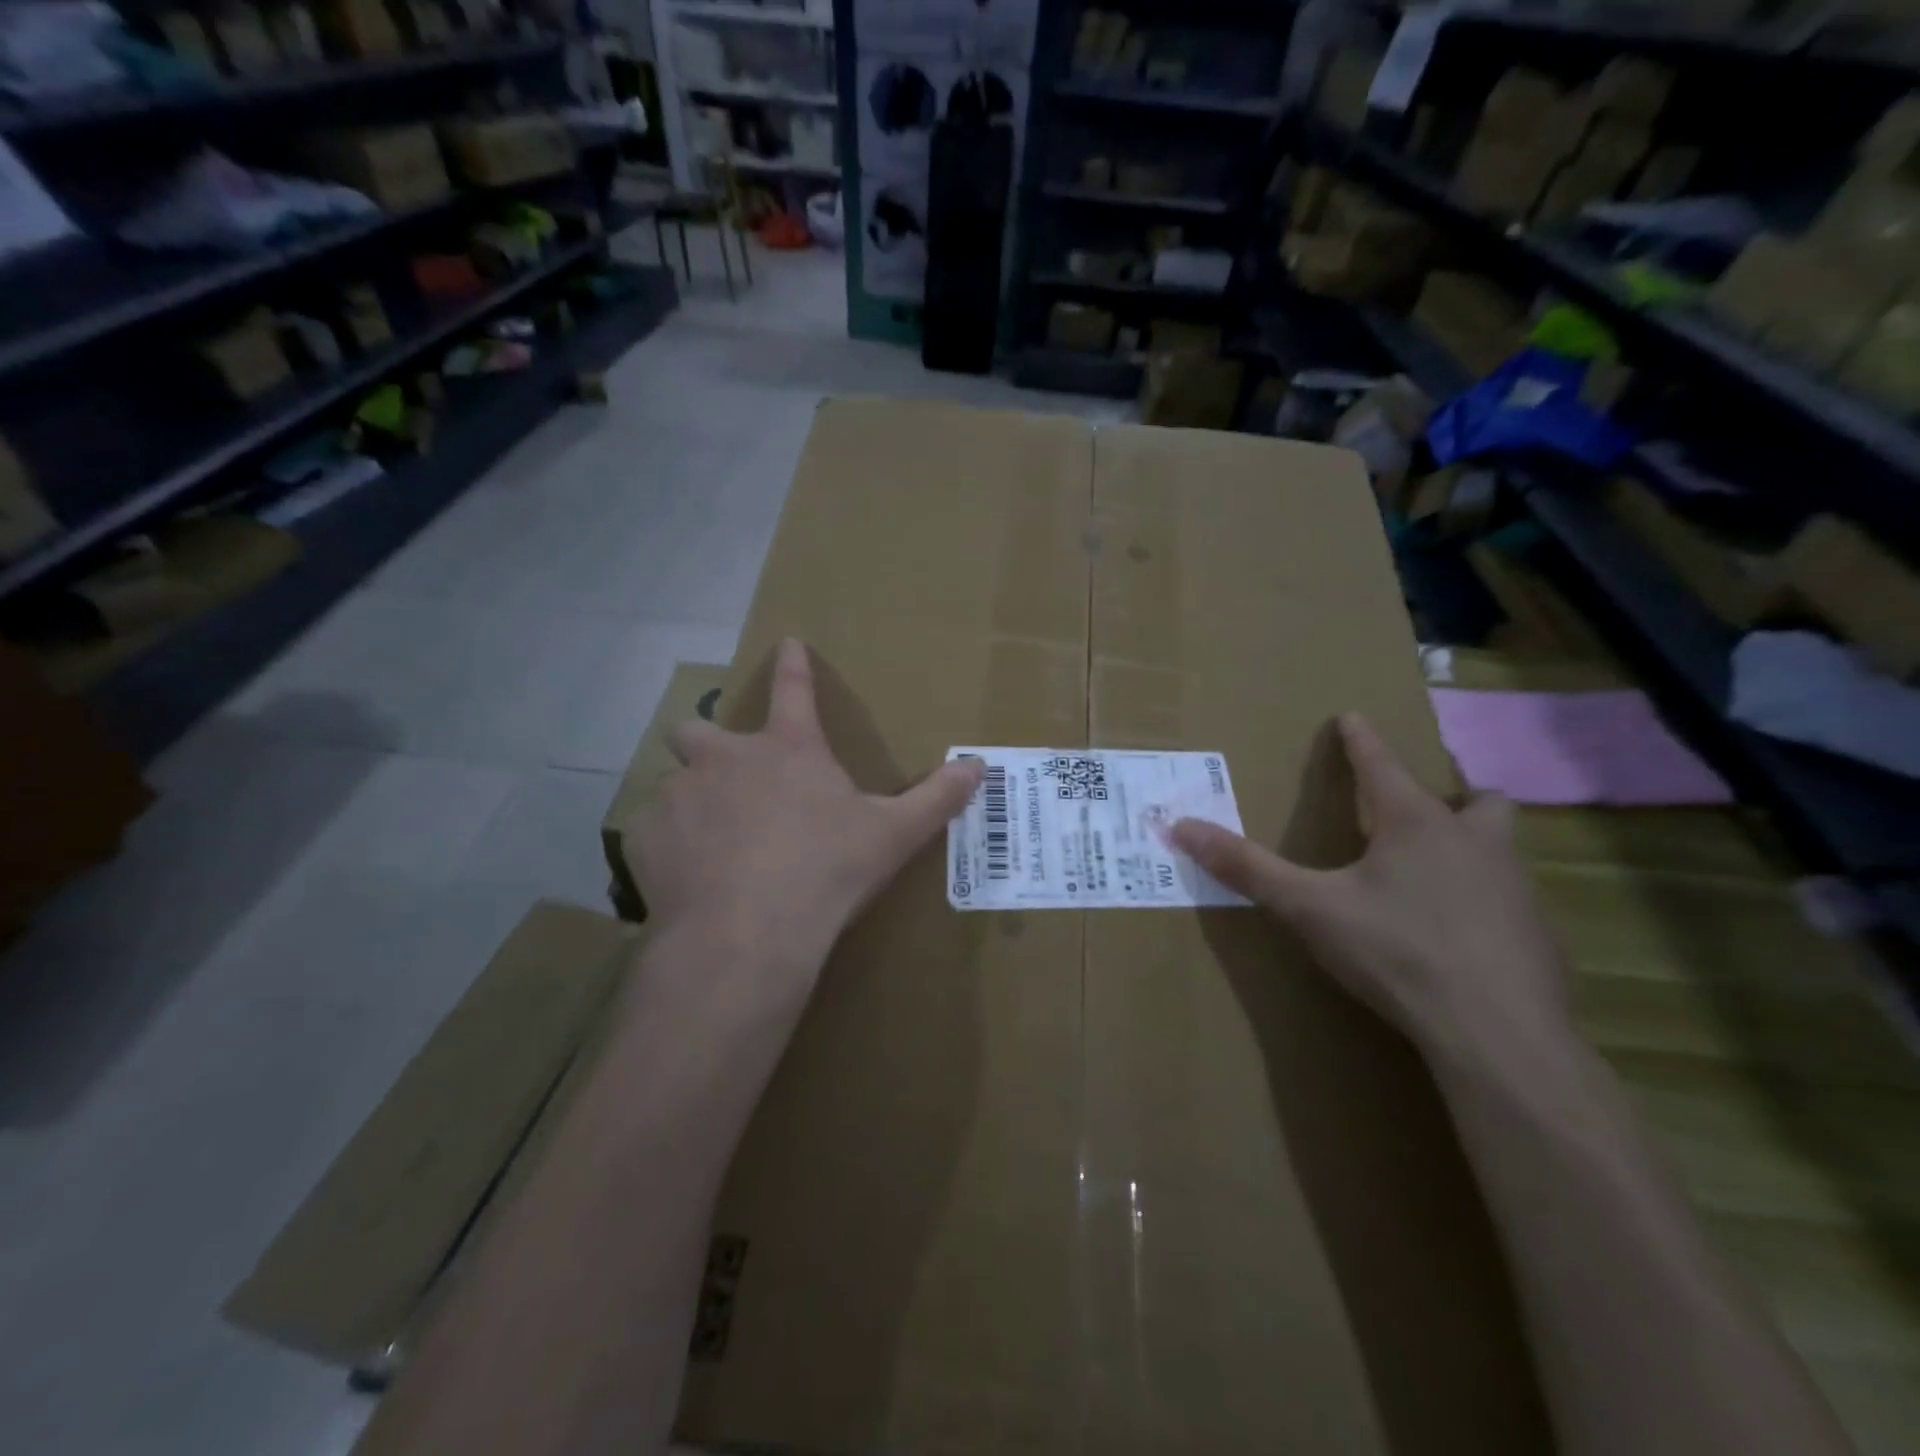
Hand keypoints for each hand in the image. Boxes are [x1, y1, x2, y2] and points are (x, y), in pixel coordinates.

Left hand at [625, 639, 982, 992]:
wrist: (748, 934)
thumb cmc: (827, 872)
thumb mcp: (892, 835)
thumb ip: (936, 798)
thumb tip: (980, 766)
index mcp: (787, 750)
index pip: (793, 689)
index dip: (793, 664)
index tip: (787, 643)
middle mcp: (726, 759)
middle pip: (699, 729)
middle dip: (708, 744)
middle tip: (728, 777)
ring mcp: (681, 795)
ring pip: (674, 783)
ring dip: (691, 801)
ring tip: (710, 840)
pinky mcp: (648, 838)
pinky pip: (652, 830)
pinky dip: (668, 845)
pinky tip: (687, 875)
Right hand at [1172, 713, 1570, 1066]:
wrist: (1498, 1035)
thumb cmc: (1396, 951)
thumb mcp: (1308, 908)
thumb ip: (1247, 868)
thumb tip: (1180, 827)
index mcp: (1416, 825)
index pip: (1382, 764)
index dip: (1361, 740)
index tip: (1352, 716)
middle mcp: (1475, 843)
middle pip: (1478, 799)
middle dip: (1452, 795)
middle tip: (1422, 812)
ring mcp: (1517, 889)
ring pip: (1501, 848)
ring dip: (1472, 846)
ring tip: (1437, 873)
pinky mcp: (1540, 937)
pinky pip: (1513, 900)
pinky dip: (1486, 901)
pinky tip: (1460, 935)